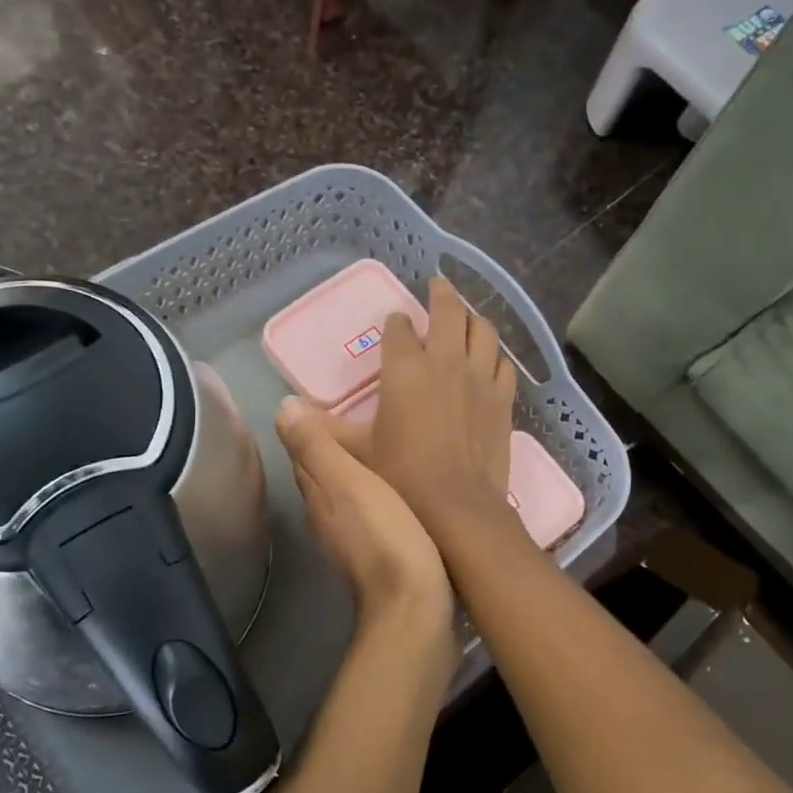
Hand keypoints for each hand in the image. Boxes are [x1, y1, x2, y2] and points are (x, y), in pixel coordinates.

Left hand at [276, 397, 452, 633]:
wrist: (415, 606)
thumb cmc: (384, 535)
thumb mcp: (349, 481)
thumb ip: (316, 446)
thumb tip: (281, 406)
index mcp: (317, 496)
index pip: (303, 456)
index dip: (310, 430)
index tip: (326, 404)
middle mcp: (325, 519)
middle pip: (321, 478)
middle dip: (331, 452)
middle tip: (356, 421)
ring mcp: (349, 542)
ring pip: (344, 498)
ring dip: (352, 476)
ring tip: (377, 451)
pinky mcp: (376, 558)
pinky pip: (368, 517)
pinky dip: (373, 498)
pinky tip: (392, 495)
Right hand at [337, 277, 518, 541]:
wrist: (457, 507)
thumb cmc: (401, 476)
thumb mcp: (354, 452)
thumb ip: (322, 429)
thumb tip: (288, 411)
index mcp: (405, 368)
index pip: (399, 329)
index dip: (396, 323)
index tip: (395, 323)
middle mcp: (445, 361)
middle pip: (449, 311)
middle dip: (441, 294)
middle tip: (437, 286)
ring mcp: (479, 378)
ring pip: (483, 330)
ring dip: (473, 318)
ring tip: (466, 316)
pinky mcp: (502, 399)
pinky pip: (503, 364)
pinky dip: (495, 354)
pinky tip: (491, 359)